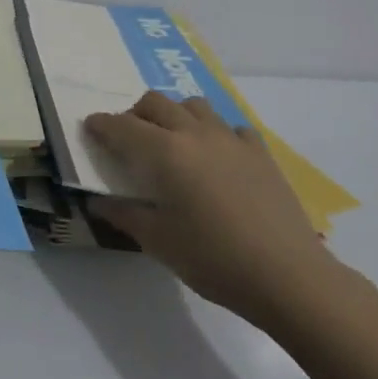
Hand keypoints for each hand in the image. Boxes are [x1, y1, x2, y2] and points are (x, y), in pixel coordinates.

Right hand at [86, 92, 335, 327]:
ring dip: (175, 115)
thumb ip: (124, 214)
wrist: (287, 275)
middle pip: (156, 103)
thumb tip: (97, 201)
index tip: (90, 127)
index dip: (101, 124)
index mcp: (164, 153)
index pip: (122, 126)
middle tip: (129, 140)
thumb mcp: (159, 242)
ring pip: (193, 105)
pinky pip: (230, 126)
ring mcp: (230, 138)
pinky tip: (217, 158)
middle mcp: (194, 133)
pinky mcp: (259, 151)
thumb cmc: (213, 260)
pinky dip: (215, 133)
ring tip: (172, 142)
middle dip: (135, 114)